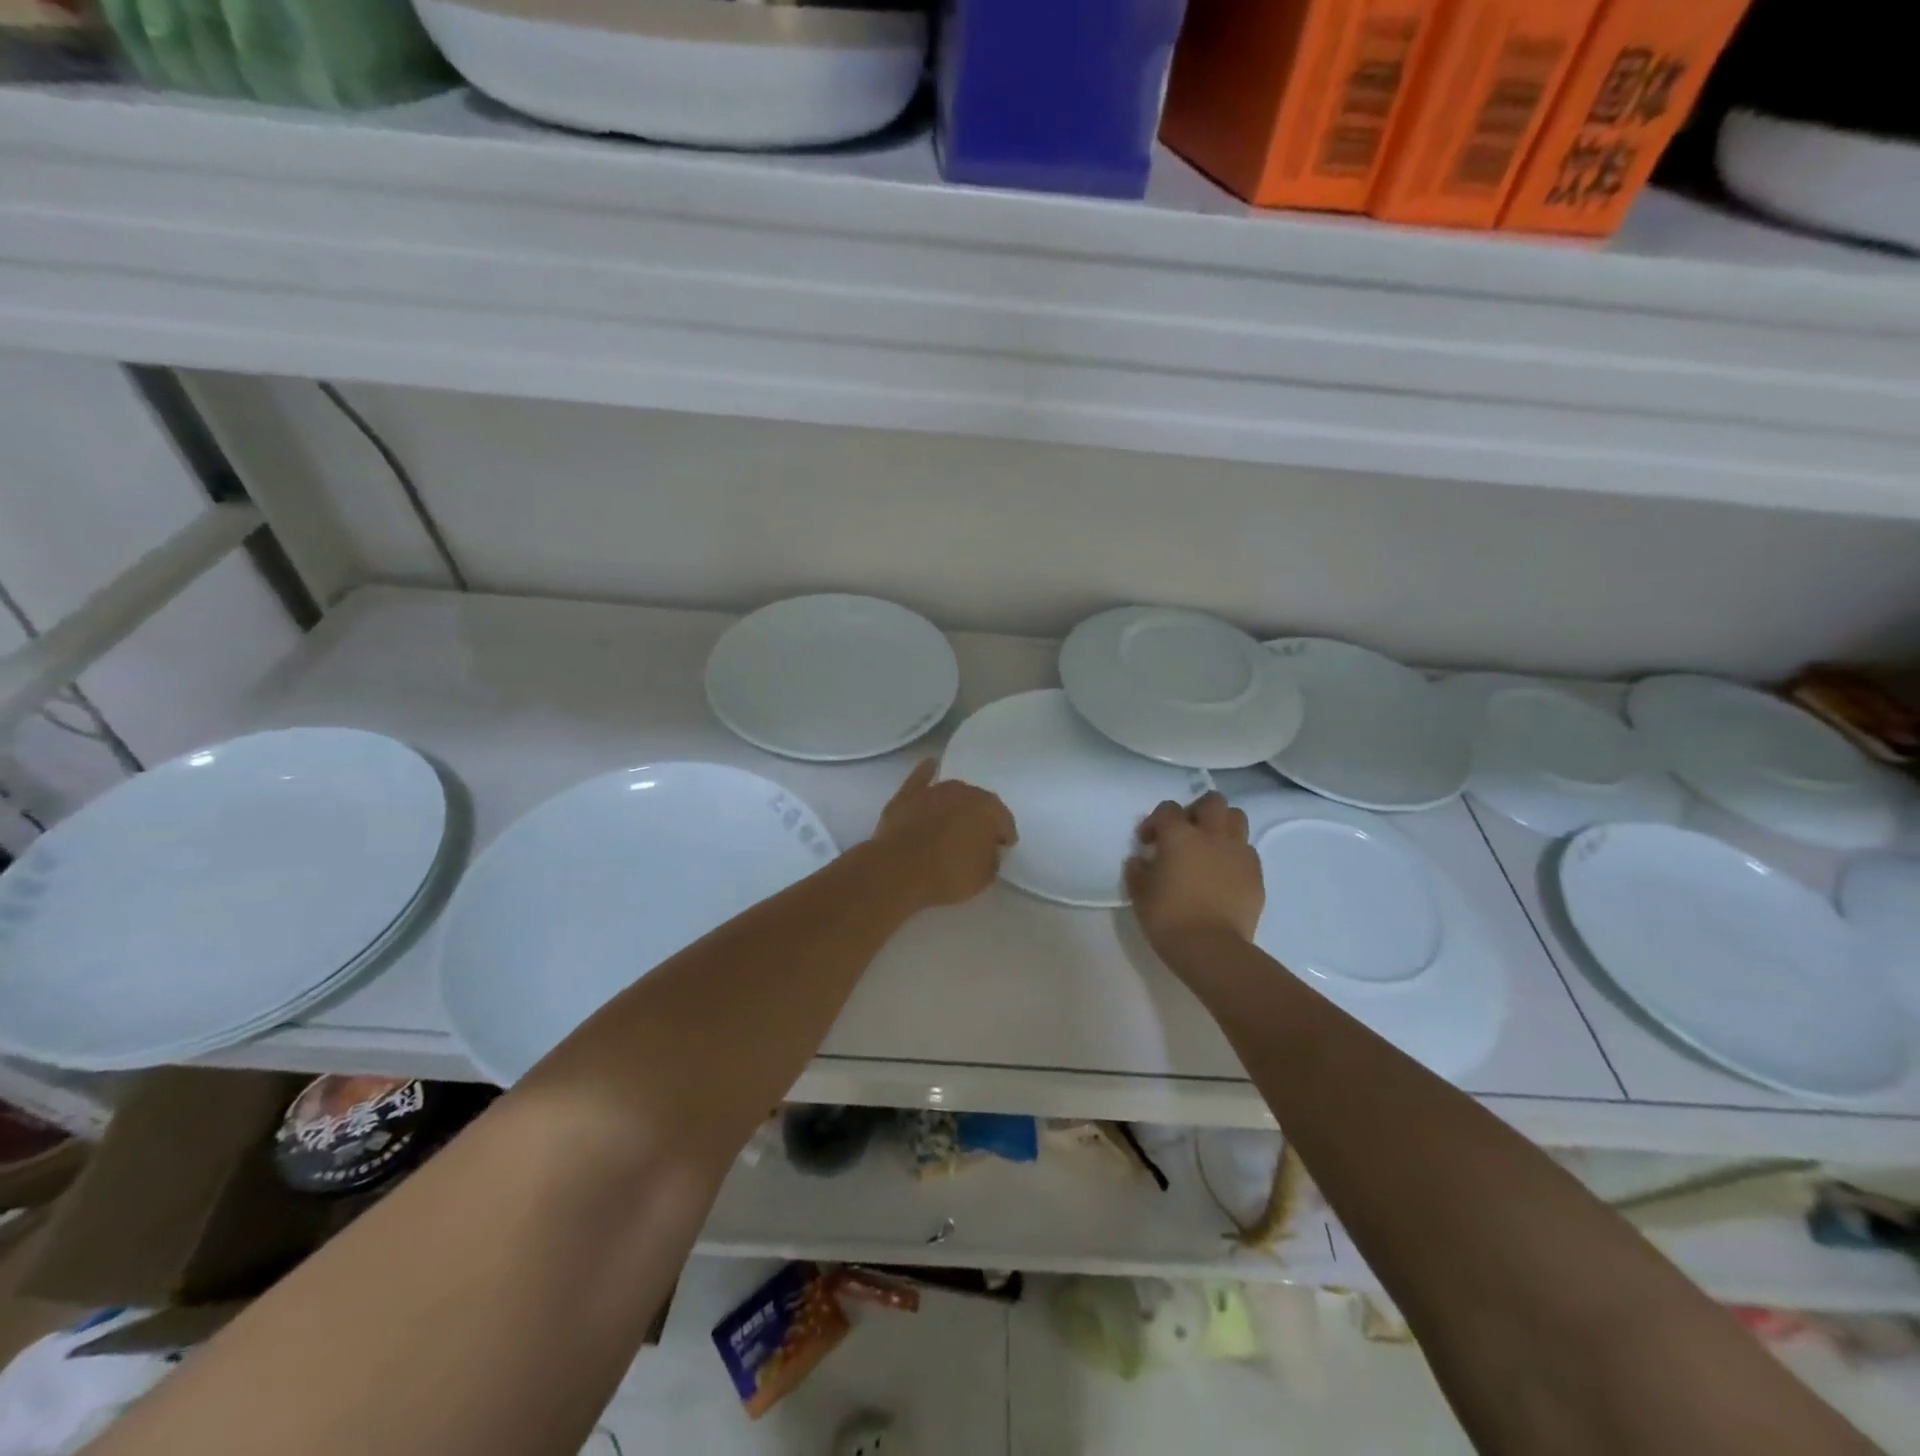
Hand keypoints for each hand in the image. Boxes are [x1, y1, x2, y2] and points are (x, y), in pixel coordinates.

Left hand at [870, 760, 1016, 909]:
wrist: (898, 872)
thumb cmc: (948, 876)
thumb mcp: (984, 878)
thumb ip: (992, 859)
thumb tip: (988, 851)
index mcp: (988, 810)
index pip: (1004, 821)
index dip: (1004, 837)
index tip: (1001, 850)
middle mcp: (963, 792)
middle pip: (978, 803)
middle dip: (980, 819)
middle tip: (976, 840)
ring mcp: (933, 791)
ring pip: (952, 793)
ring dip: (956, 804)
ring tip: (954, 822)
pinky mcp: (906, 796)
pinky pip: (921, 778)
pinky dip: (927, 772)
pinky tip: (930, 766)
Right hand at [1125, 791, 1263, 951]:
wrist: (1211, 948)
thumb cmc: (1168, 918)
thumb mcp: (1139, 894)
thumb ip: (1138, 871)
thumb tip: (1140, 860)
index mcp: (1179, 836)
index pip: (1168, 809)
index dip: (1155, 822)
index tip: (1148, 842)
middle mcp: (1212, 835)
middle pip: (1212, 801)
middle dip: (1197, 810)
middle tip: (1186, 832)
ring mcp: (1238, 853)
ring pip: (1237, 818)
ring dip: (1222, 826)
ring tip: (1209, 847)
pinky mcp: (1256, 873)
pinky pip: (1247, 851)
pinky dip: (1235, 854)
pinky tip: (1224, 873)